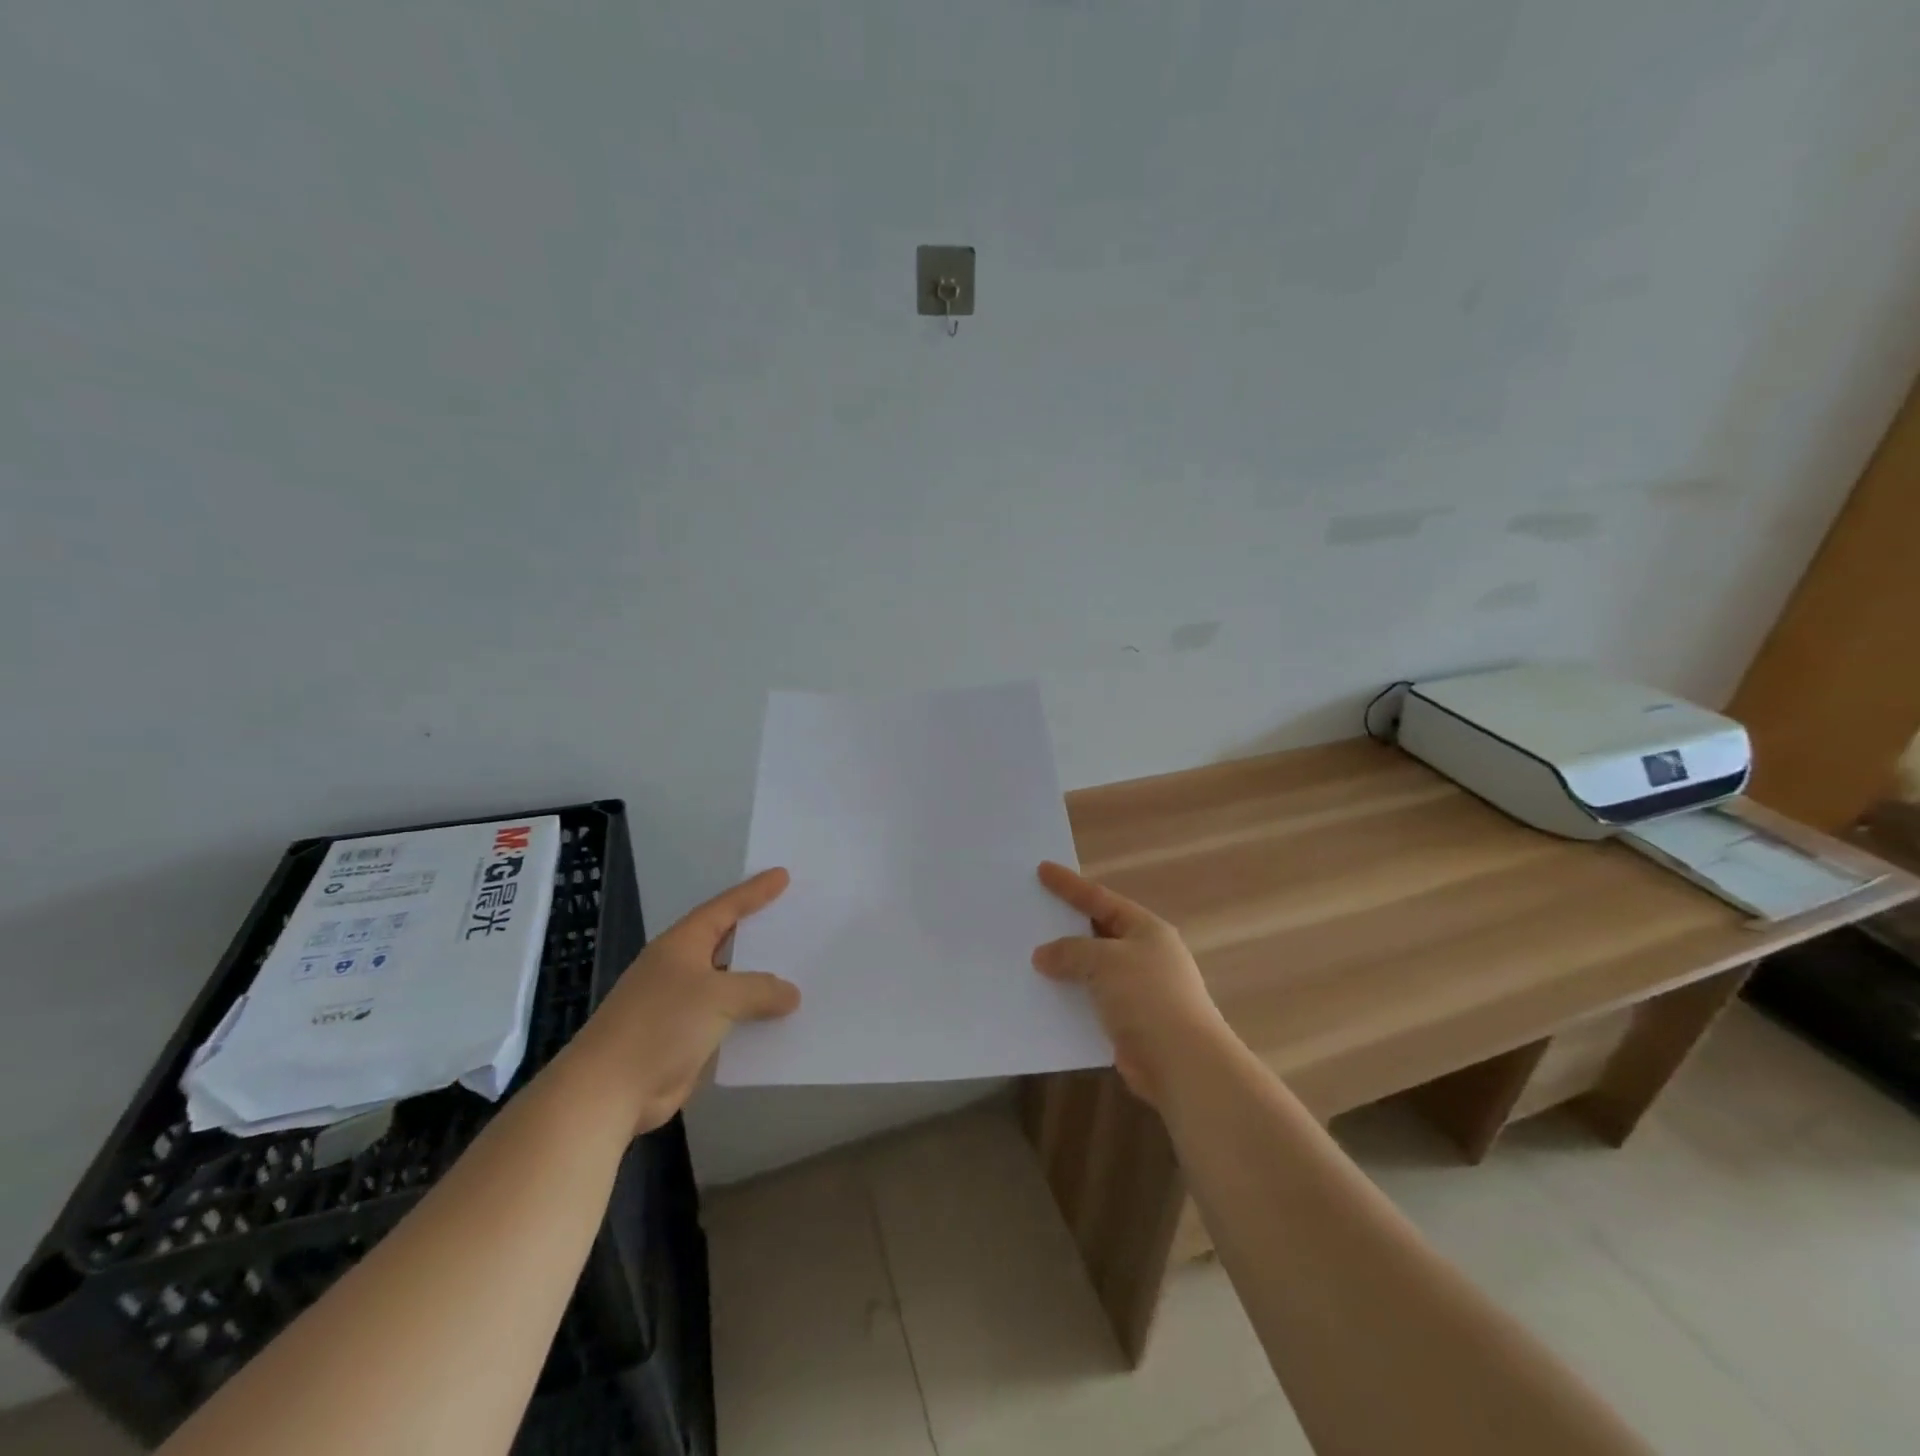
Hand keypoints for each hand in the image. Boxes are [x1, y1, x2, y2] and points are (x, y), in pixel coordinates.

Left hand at [566, 868, 799, 1135]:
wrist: (608, 1091)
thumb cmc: (661, 1025)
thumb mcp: (718, 996)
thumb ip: (759, 989)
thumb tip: (791, 993)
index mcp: (681, 945)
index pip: (724, 909)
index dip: (754, 892)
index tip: (782, 876)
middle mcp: (679, 969)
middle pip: (726, 944)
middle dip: (758, 934)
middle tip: (794, 918)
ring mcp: (680, 1006)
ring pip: (729, 985)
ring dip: (759, 983)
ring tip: (798, 970)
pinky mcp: (684, 1040)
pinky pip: (728, 1021)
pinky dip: (751, 1019)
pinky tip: (779, 1020)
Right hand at [1033, 861, 1228, 1106]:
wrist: (1182, 1063)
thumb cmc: (1147, 997)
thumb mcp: (1105, 961)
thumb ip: (1071, 952)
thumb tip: (1043, 955)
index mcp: (1146, 930)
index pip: (1101, 899)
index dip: (1070, 885)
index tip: (1042, 869)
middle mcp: (1145, 955)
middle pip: (1097, 932)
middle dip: (1066, 925)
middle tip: (1033, 912)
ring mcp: (1139, 990)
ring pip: (1093, 969)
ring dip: (1066, 965)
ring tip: (1030, 957)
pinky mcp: (1130, 1022)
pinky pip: (1092, 1001)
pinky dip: (1071, 997)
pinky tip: (1045, 998)